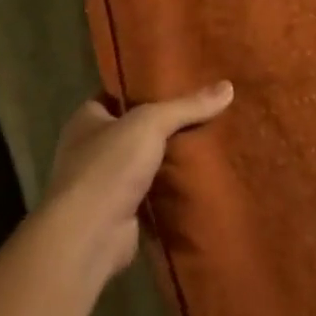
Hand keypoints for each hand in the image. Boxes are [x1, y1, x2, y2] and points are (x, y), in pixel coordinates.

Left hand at [41, 83, 234, 279]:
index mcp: (87, 119)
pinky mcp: (120, 211)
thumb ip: (187, 106)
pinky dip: (171, 187)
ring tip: (211, 138)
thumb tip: (228, 87)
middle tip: (204, 108)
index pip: (119, 93)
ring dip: (170, 156)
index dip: (146, 86)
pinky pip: (152, 191)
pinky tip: (201, 175)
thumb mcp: (151, 123)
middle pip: (136, 128)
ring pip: (146, 160)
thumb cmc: (109, 167)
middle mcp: (91, 148)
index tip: (180, 79)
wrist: (89, 236)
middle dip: (166, 123)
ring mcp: (105, 183)